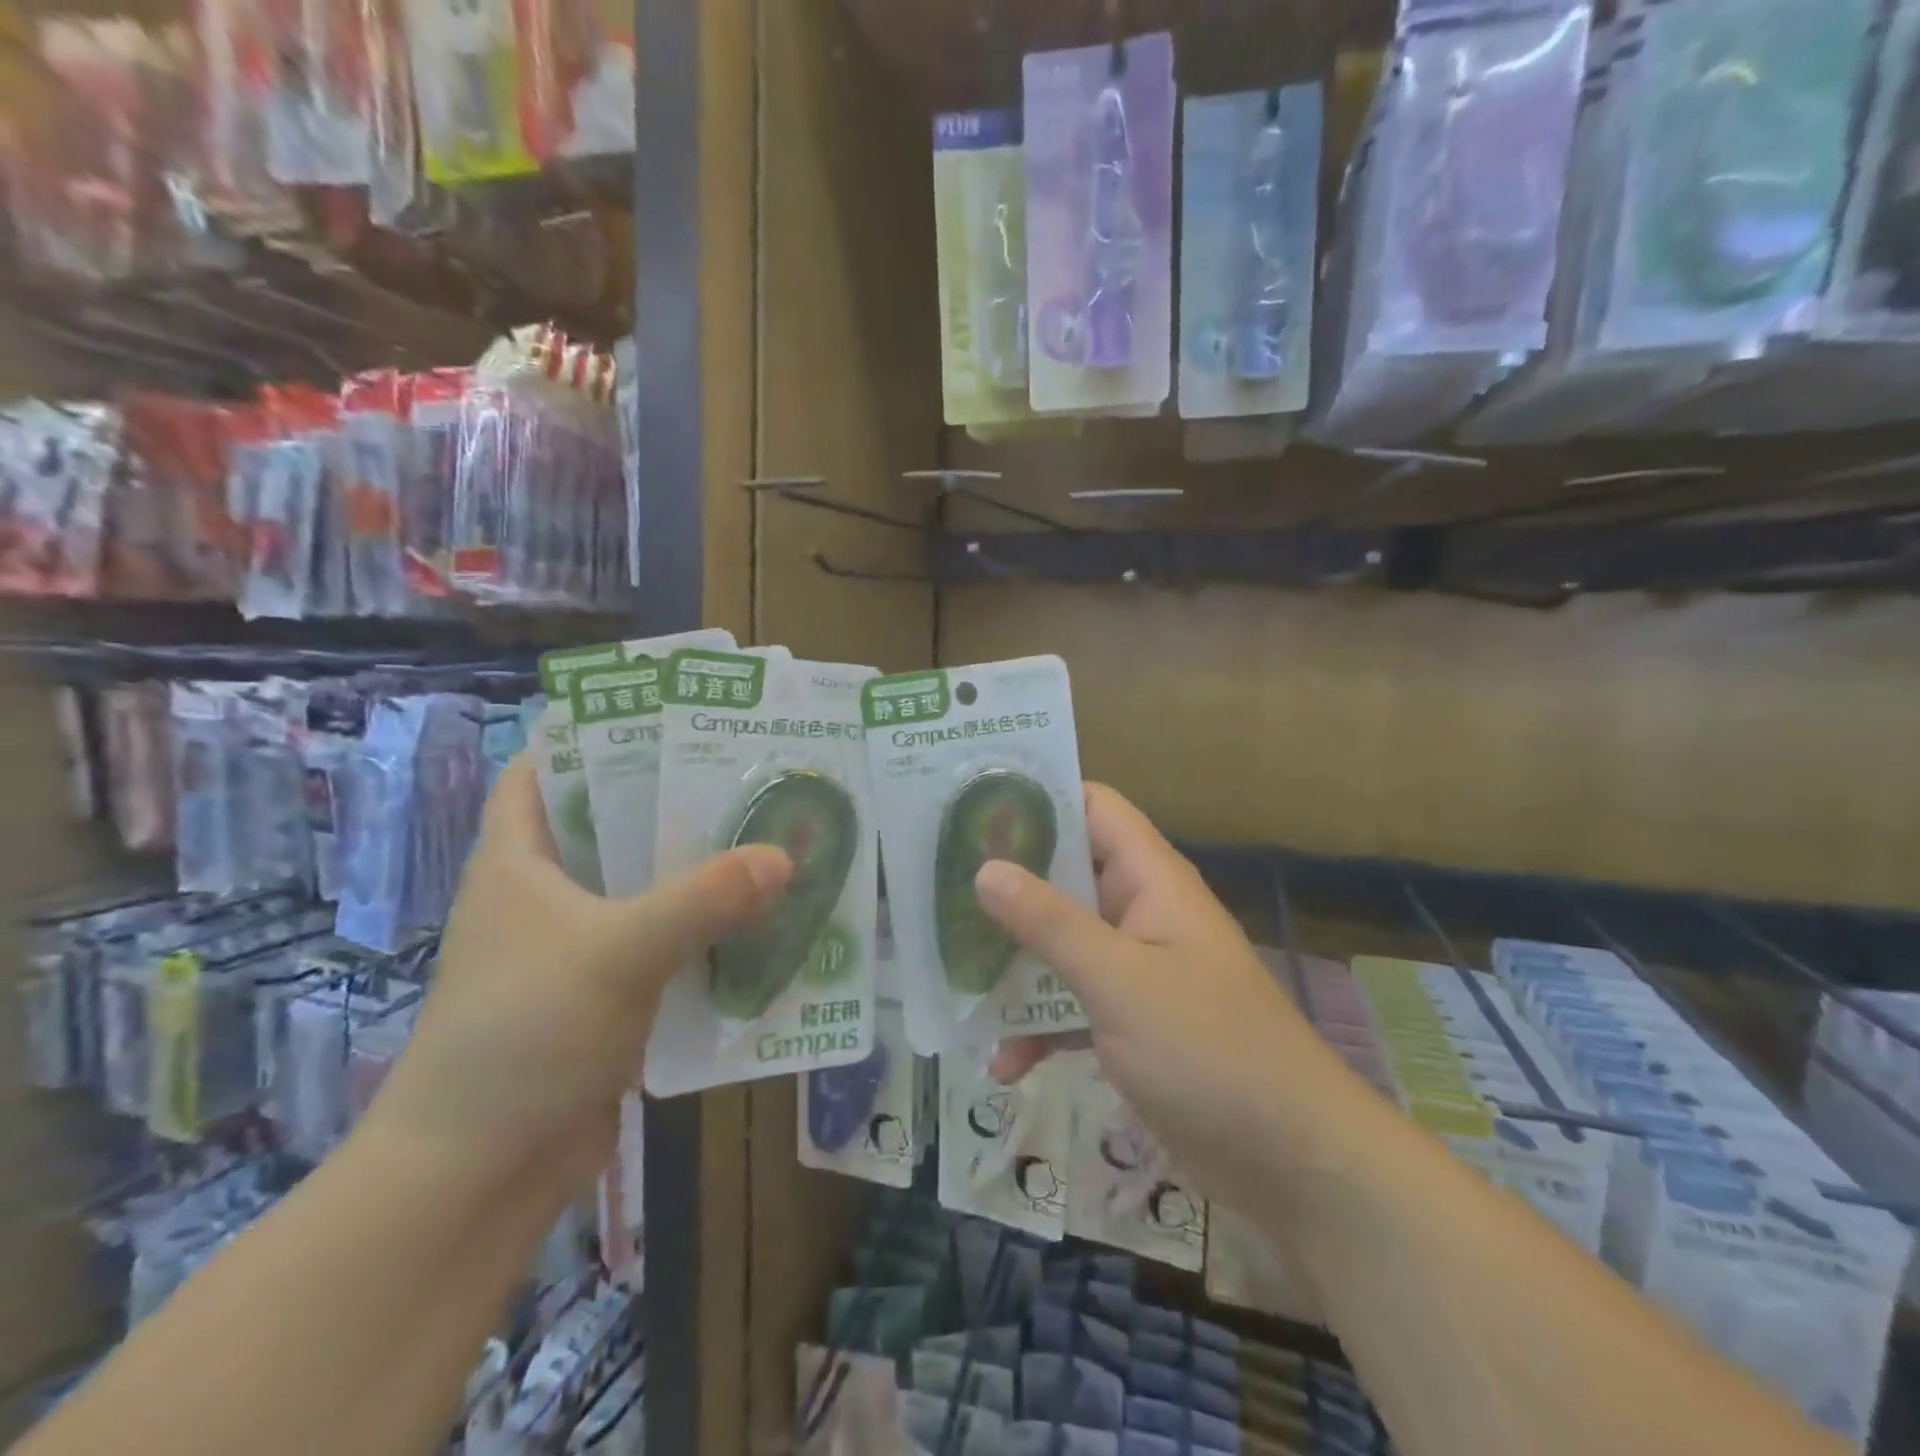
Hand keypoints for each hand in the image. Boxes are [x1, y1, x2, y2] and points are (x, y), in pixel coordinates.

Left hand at [364, 755, 791, 1210]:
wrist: (478, 1175)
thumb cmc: (524, 1035)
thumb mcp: (617, 952)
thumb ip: (703, 900)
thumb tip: (785, 856)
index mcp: (519, 861)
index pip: (543, 770)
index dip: (594, 733)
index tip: (667, 714)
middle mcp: (546, 895)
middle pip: (613, 824)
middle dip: (675, 799)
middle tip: (747, 772)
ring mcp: (577, 947)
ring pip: (646, 886)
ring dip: (700, 869)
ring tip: (769, 834)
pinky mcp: (609, 994)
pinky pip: (666, 942)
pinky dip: (706, 929)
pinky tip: (761, 918)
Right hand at [977, 785, 1358, 1214]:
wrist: (1290, 1162)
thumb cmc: (1208, 1049)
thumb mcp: (1119, 980)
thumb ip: (1051, 923)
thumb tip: (986, 869)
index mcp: (1151, 881)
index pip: (1094, 809)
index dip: (1040, 797)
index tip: (973, 801)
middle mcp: (1141, 914)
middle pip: (1065, 877)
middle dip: (1008, 885)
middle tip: (937, 884)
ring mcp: (1134, 971)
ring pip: (1061, 945)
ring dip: (1015, 962)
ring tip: (953, 974)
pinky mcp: (1129, 1024)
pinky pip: (1071, 1005)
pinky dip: (1039, 1026)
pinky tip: (1002, 1063)